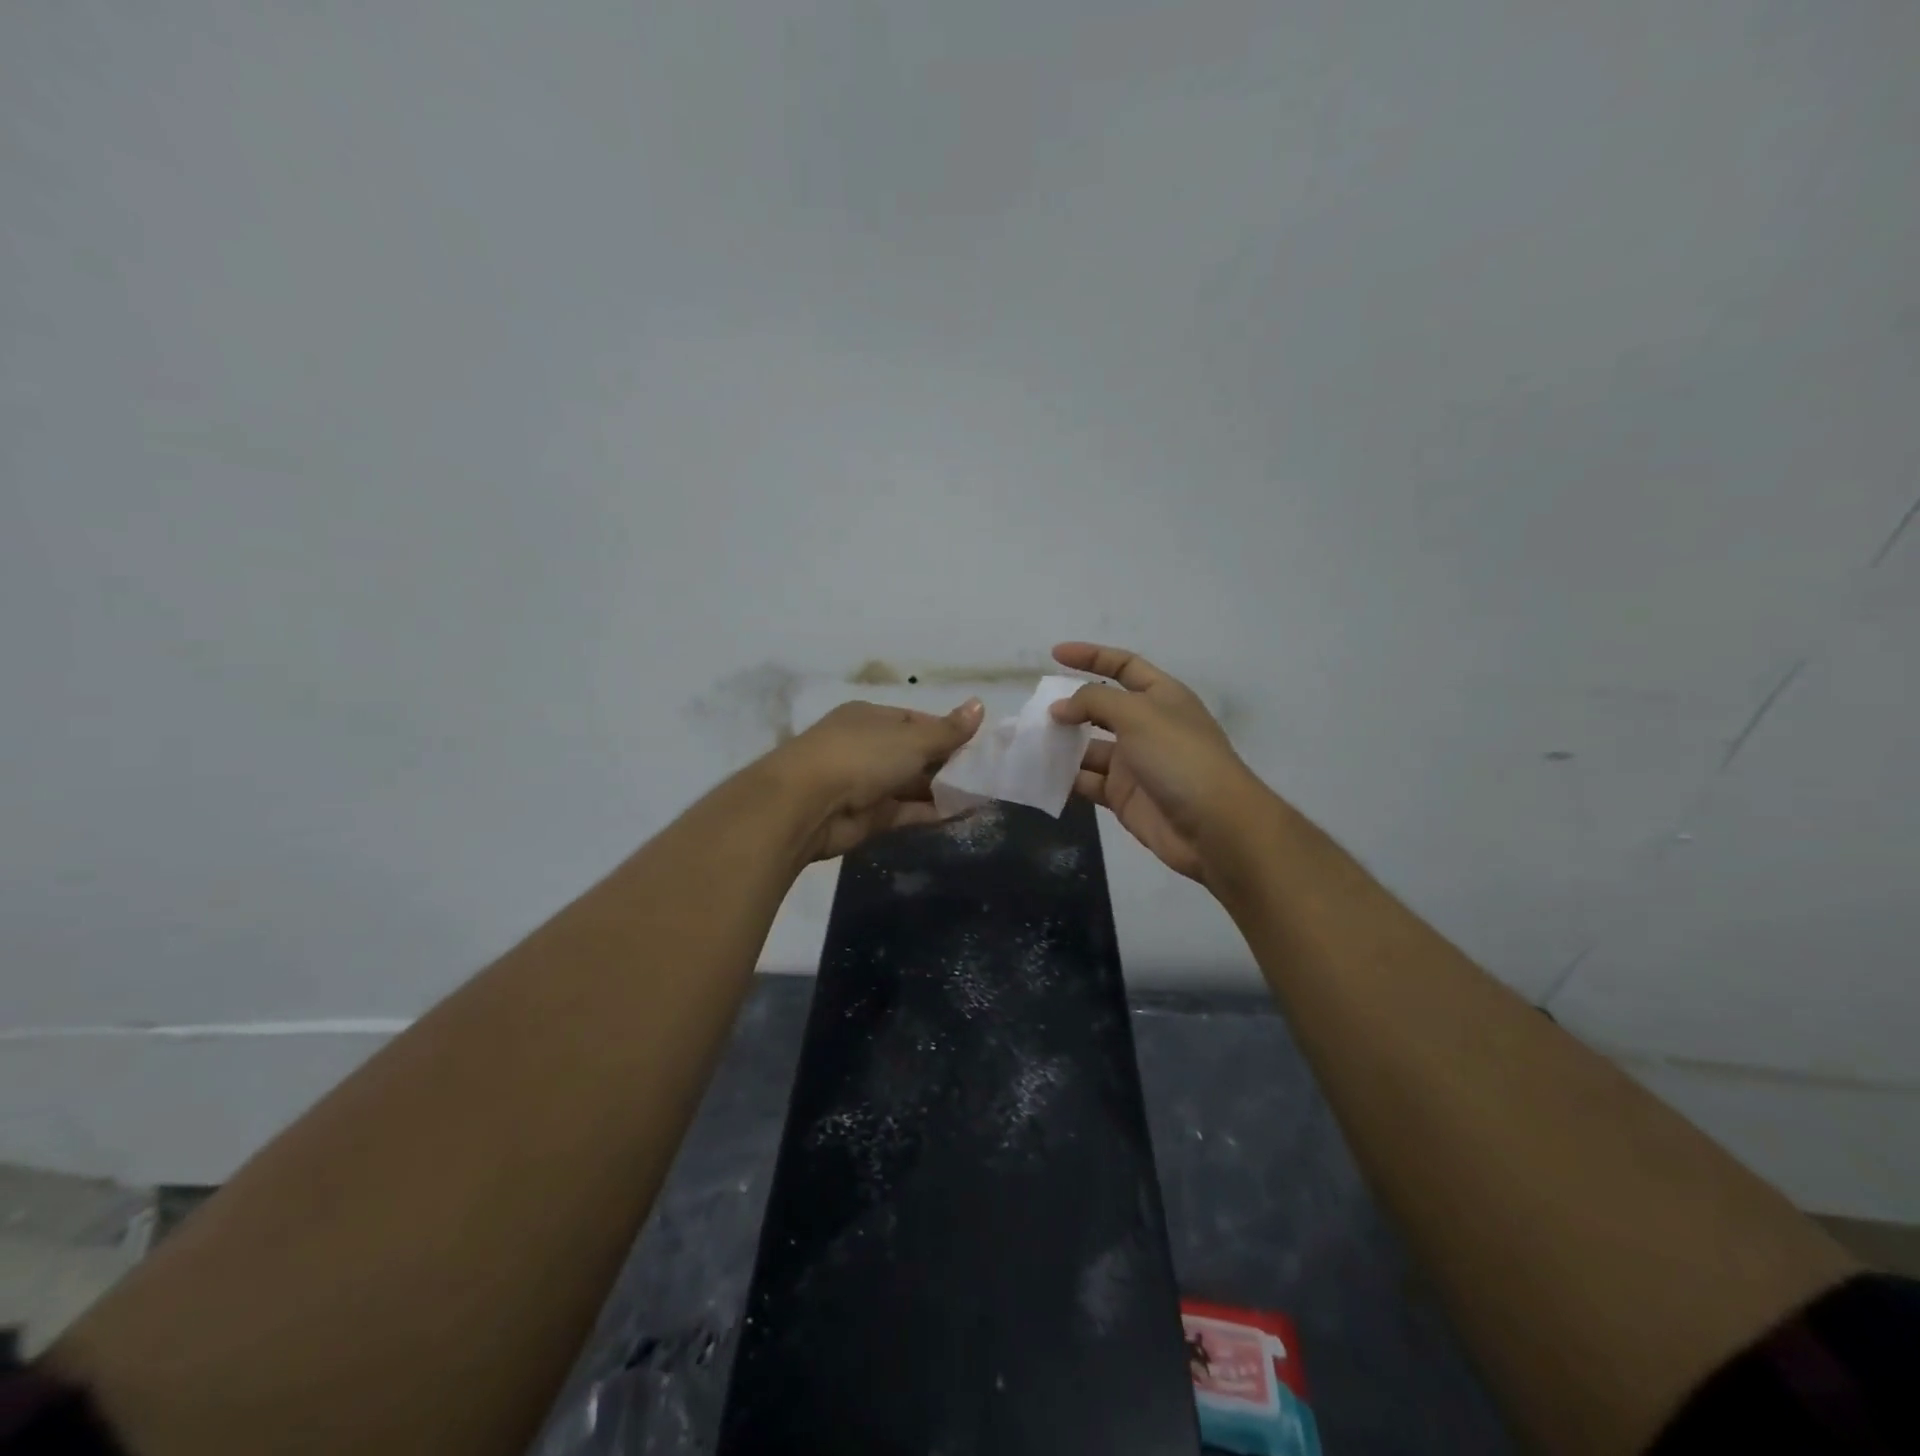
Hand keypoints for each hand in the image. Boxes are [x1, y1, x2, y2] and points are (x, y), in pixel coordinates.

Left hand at [762, 697, 984, 861]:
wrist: (807, 804)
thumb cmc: (861, 756)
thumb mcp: (911, 739)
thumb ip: (948, 730)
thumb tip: (980, 704)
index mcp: (872, 718)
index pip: (916, 721)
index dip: (946, 731)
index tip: (978, 744)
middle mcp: (868, 747)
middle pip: (915, 754)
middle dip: (947, 763)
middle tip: (986, 773)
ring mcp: (866, 784)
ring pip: (912, 784)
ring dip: (942, 790)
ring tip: (982, 795)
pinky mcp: (868, 817)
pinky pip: (907, 811)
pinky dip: (931, 812)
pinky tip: (962, 814)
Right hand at [1049, 643, 1273, 885]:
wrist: (1214, 827)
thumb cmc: (1180, 758)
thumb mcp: (1138, 715)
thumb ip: (1094, 701)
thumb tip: (1059, 708)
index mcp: (1161, 696)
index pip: (1124, 665)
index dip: (1091, 656)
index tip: (1054, 655)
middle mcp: (1147, 726)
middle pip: (1101, 708)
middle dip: (1069, 707)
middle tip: (1034, 711)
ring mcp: (1135, 764)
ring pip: (1088, 748)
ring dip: (1061, 745)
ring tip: (1027, 743)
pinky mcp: (1123, 797)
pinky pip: (1087, 782)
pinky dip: (1065, 779)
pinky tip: (1039, 775)